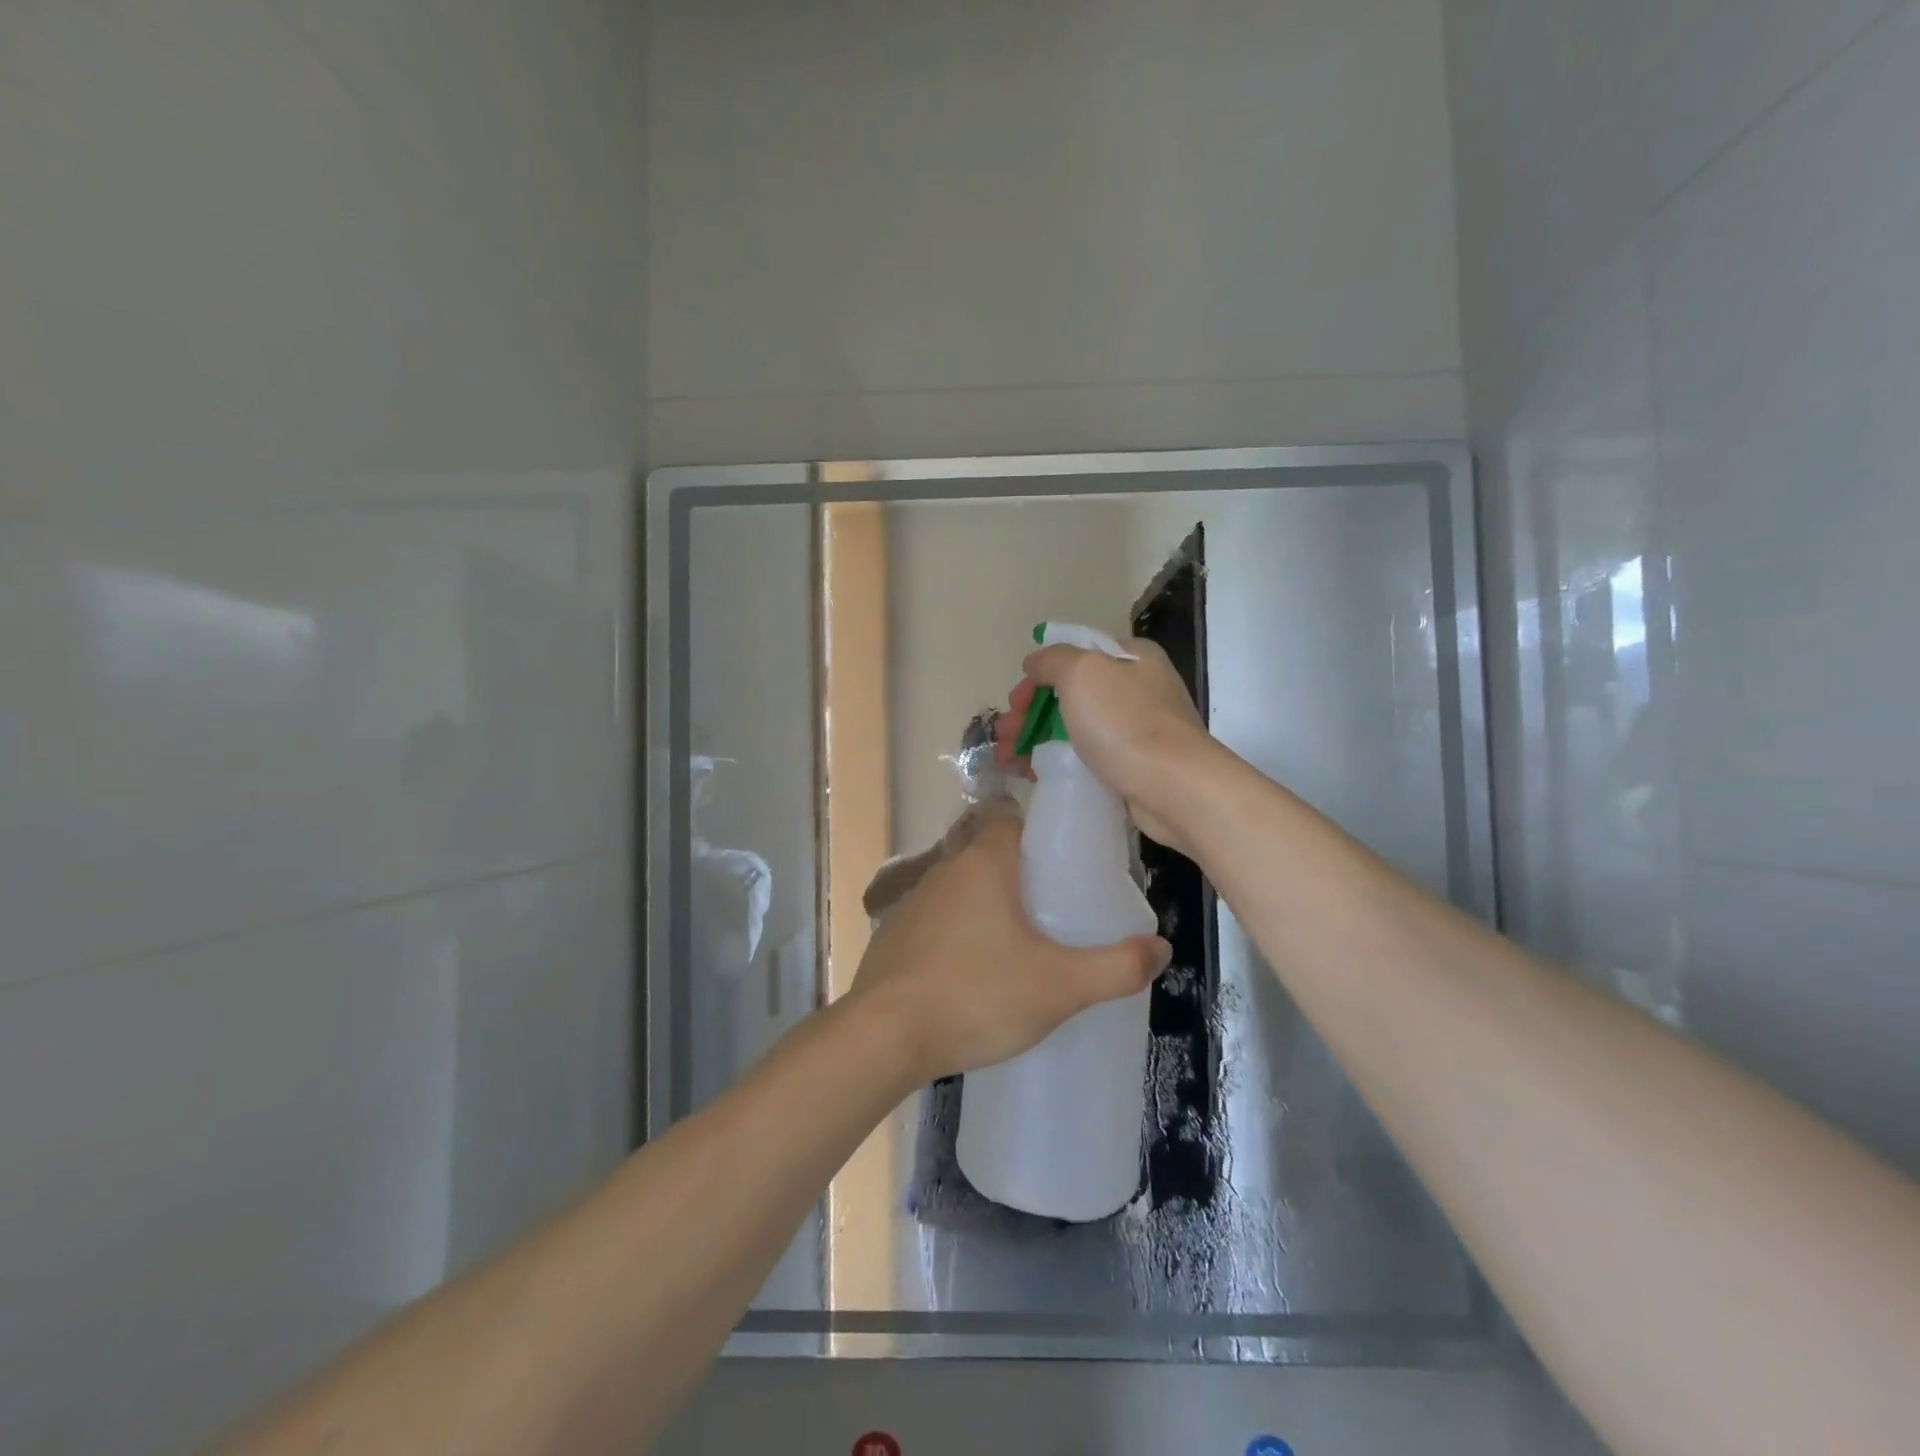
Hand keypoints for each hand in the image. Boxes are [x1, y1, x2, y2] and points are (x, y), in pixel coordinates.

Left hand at [848, 813, 1170, 1082]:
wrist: (885, 1036)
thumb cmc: (978, 996)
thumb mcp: (1061, 987)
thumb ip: (1117, 968)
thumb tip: (1161, 948)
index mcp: (983, 862)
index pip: (1009, 814)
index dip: (1036, 825)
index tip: (1062, 851)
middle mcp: (945, 868)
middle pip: (984, 847)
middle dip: (1016, 866)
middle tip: (1051, 900)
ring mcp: (913, 900)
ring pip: (958, 883)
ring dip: (984, 898)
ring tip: (1017, 936)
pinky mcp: (893, 932)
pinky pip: (935, 915)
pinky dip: (956, 927)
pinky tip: (972, 966)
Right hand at [994, 637, 1217, 854]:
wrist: (1175, 788)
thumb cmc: (1126, 723)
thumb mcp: (1081, 672)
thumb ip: (1052, 659)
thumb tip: (1035, 663)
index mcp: (1131, 656)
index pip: (1073, 655)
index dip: (1037, 677)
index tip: (1015, 704)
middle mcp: (1138, 687)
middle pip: (1069, 693)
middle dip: (1029, 714)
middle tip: (1003, 738)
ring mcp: (1138, 729)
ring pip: (1074, 727)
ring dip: (1036, 740)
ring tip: (1007, 762)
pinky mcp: (1135, 765)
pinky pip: (1087, 757)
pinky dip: (1058, 762)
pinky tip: (1035, 775)